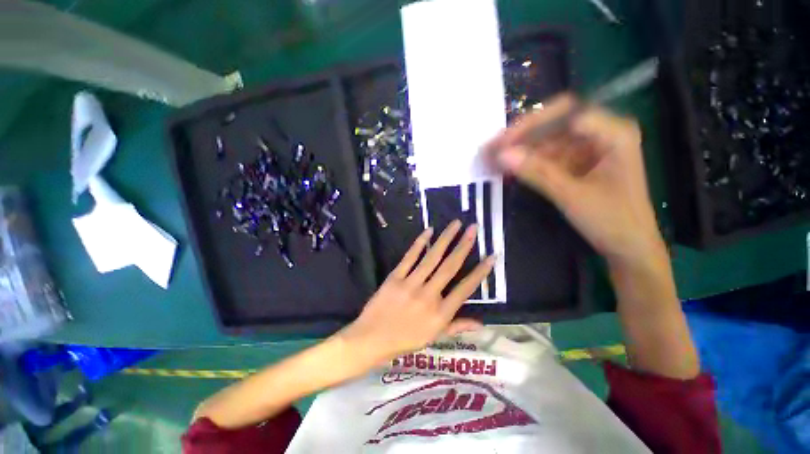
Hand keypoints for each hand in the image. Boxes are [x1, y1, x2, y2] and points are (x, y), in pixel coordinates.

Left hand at [340, 221, 494, 364]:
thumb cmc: (404, 341)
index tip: (491, 256)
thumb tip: (480, 323)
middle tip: (473, 229)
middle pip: (450, 267)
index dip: (480, 272)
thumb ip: (456, 327)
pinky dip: (419, 243)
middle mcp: (429, 296)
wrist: (371, 339)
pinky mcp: (395, 277)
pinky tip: (429, 231)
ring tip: (456, 224)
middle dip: (464, 246)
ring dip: (445, 239)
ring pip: (432, 258)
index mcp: (440, 314)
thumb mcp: (433, 338)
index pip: (465, 289)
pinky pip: (409, 257)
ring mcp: (411, 285)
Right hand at [486, 94, 664, 265]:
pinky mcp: (578, 165)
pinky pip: (548, 158)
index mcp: (613, 133)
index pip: (565, 114)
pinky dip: (528, 164)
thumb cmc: (612, 221)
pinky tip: (508, 169)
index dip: (530, 125)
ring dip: (520, 152)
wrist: (629, 248)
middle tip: (491, 149)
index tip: (502, 143)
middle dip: (520, 137)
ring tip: (492, 161)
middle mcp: (601, 134)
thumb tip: (501, 155)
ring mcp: (588, 150)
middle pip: (554, 125)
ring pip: (547, 142)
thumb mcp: (571, 195)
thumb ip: (536, 172)